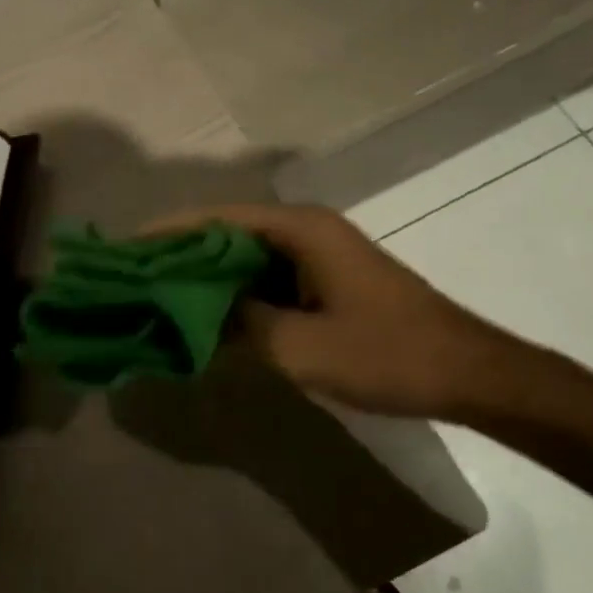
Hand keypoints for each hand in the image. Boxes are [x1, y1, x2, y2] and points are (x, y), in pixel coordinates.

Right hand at [146, 203, 521, 419]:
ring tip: (157, 298)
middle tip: (133, 279)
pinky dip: (233, 294)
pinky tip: (207, 318)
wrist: (469, 374)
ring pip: (243, 257)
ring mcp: (316, 255)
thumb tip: (185, 315)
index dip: (166, 233)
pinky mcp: (323, 281)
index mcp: (298, 230)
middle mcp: (304, 230)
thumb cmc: (387, 354)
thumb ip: (236, 327)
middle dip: (179, 255)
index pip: (215, 218)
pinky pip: (264, 279)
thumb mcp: (301, 347)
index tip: (124, 251)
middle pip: (225, 233)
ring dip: (204, 276)